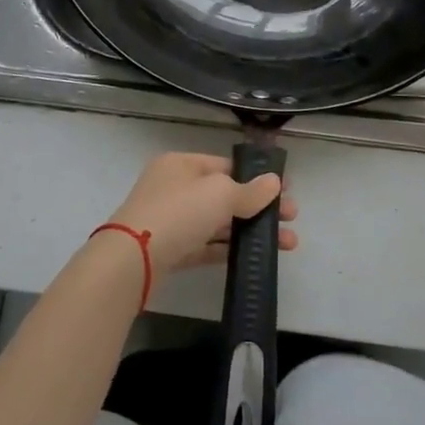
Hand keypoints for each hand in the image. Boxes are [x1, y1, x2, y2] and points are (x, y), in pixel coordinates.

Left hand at [106, 152, 299, 272]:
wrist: (132, 260)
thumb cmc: (178, 212)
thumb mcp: (219, 194)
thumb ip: (249, 190)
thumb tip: (274, 182)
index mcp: (182, 164)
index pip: (226, 166)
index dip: (257, 177)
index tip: (286, 192)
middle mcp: (175, 187)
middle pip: (225, 194)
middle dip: (260, 207)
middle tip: (292, 220)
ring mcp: (172, 220)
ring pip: (218, 222)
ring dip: (250, 231)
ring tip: (287, 244)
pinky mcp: (171, 250)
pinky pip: (206, 245)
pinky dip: (229, 249)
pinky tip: (255, 258)